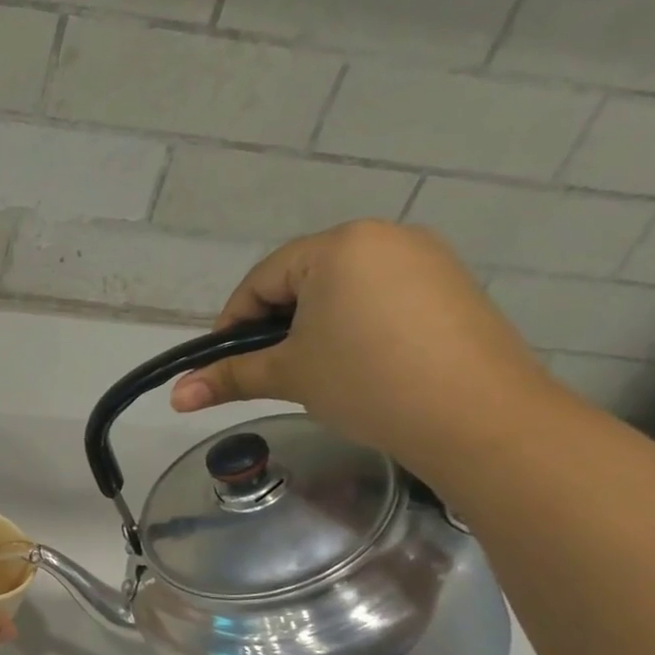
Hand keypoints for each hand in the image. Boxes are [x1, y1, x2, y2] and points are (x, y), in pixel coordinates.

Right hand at [169, 221, 553, 474]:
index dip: (233, 324)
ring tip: (313, 371)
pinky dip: (357, 327)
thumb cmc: (367, 381)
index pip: (262, 280)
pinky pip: (383, 298)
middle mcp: (384, 237)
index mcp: (338, 245)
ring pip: (343, 289)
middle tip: (269, 370)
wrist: (479, 417)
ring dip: (315, 326)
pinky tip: (360, 365)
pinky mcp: (453, 288)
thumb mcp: (289, 375)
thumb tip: (175, 397)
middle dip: (276, 324)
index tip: (223, 364)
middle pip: (303, 280)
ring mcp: (426, 260)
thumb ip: (229, 377)